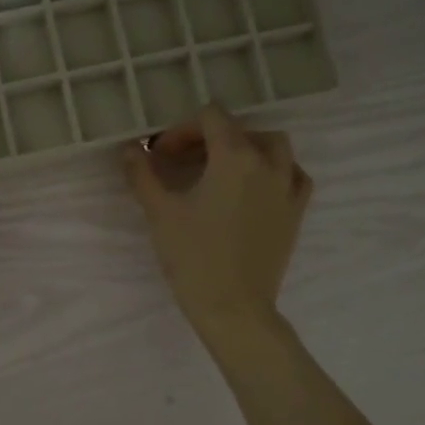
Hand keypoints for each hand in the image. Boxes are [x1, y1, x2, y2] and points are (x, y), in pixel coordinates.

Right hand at [123, 104, 311, 339]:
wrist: (233, 306)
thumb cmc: (193, 257)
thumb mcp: (160, 212)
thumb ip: (142, 174)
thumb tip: (129, 148)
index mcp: (233, 157)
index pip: (211, 118)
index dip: (182, 129)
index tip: (161, 155)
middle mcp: (266, 163)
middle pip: (240, 129)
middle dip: (209, 137)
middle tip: (183, 162)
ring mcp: (287, 187)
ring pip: (274, 146)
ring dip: (246, 147)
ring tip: (222, 168)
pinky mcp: (296, 211)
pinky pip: (294, 175)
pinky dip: (276, 170)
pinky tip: (257, 185)